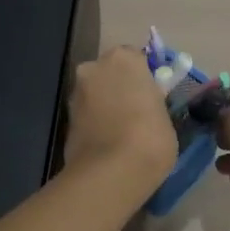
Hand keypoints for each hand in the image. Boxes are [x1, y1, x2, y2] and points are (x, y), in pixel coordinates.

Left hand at [64, 46, 176, 189]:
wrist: (111, 171)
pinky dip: (94, 122)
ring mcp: (76, 92)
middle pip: (109, 72)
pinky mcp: (65, 118)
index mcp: (123, 58)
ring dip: (104, 104)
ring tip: (120, 132)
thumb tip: (146, 105)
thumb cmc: (150, 137)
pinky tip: (106, 142)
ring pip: (95, 93)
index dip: (143, 77)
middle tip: (135, 112)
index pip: (136, 58)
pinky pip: (86, 114)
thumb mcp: (164, 115)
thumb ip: (152, 101)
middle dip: (119, 87)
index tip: (151, 95)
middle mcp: (94, 67)